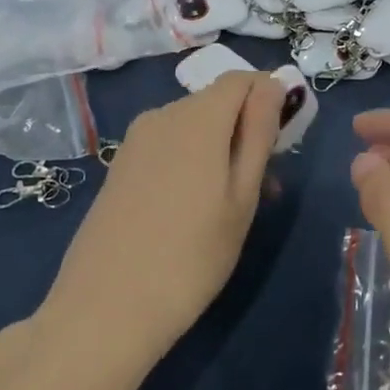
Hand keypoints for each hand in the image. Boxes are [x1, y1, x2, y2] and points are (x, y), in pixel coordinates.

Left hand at [45, 72, 283, 354]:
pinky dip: (192, 162)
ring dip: (221, 149)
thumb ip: (259, 132)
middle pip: (217, 102)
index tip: (284, 141)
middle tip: (265, 187)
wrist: (105, 309)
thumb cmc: (191, 255)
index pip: (241, 79)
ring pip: (193, 127)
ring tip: (234, 206)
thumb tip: (273, 83)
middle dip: (247, 130)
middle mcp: (162, 115)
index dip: (268, 98)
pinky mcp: (120, 167)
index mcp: (197, 116)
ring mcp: (136, 141)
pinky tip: (195, 210)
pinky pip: (168, 146)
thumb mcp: (242, 195)